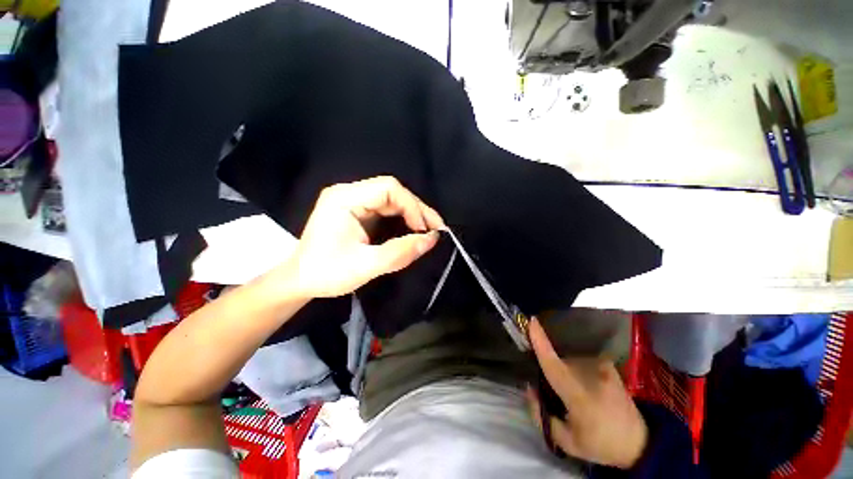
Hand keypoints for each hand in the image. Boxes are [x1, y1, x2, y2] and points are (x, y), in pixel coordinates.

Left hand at [284, 176, 444, 298]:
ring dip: (412, 213)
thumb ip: (400, 252)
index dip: (412, 206)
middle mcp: (348, 193)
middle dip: (416, 209)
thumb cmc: (326, 274)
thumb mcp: (365, 266)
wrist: (300, 280)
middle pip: (392, 191)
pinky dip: (402, 218)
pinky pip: (385, 208)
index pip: (388, 188)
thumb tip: (432, 240)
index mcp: (345, 199)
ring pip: (391, 199)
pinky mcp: (356, 211)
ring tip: (428, 230)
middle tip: (435, 229)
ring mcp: (352, 201)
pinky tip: (412, 229)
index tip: (424, 229)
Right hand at [527, 318, 647, 468]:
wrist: (639, 443)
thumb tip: (529, 387)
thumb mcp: (567, 442)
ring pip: (569, 361)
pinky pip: (581, 360)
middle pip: (559, 363)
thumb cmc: (600, 444)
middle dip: (551, 373)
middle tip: (557, 394)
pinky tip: (586, 384)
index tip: (531, 322)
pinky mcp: (608, 365)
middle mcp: (592, 377)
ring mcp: (602, 368)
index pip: (554, 366)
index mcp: (580, 397)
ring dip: (564, 371)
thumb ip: (541, 416)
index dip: (541, 343)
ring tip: (575, 392)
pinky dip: (576, 367)